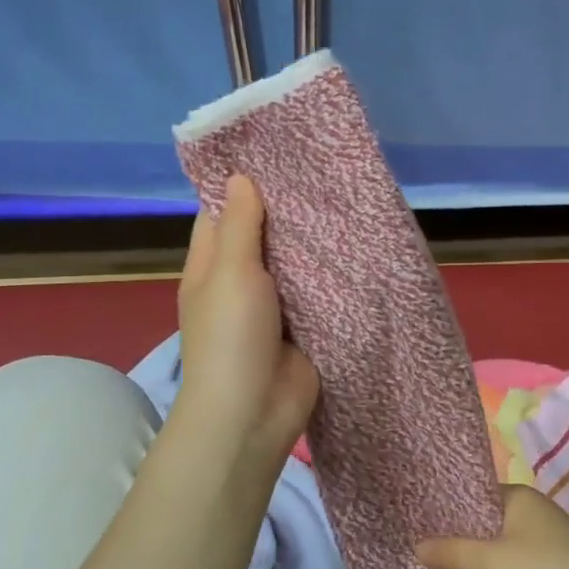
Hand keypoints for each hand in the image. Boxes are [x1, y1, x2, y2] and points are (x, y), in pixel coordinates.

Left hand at [174, 175, 319, 470]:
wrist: (255, 411)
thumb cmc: (232, 337)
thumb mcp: (230, 272)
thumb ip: (239, 226)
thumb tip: (241, 178)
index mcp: (210, 267)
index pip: (221, 214)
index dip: (244, 186)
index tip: (277, 156)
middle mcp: (240, 283)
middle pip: (263, 238)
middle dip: (288, 212)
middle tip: (324, 174)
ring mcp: (274, 308)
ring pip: (294, 265)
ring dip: (314, 243)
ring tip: (346, 200)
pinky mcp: (305, 328)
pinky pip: (318, 293)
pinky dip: (333, 274)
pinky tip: (358, 247)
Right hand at [416, 484, 568, 568]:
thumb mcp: (494, 562)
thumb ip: (454, 553)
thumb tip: (416, 546)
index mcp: (516, 495)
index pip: (471, 491)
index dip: (445, 504)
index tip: (415, 516)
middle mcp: (528, 507)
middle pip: (482, 515)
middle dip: (455, 529)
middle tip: (418, 541)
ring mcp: (540, 533)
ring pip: (496, 536)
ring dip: (473, 549)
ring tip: (437, 560)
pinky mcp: (547, 557)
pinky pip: (509, 553)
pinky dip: (491, 562)